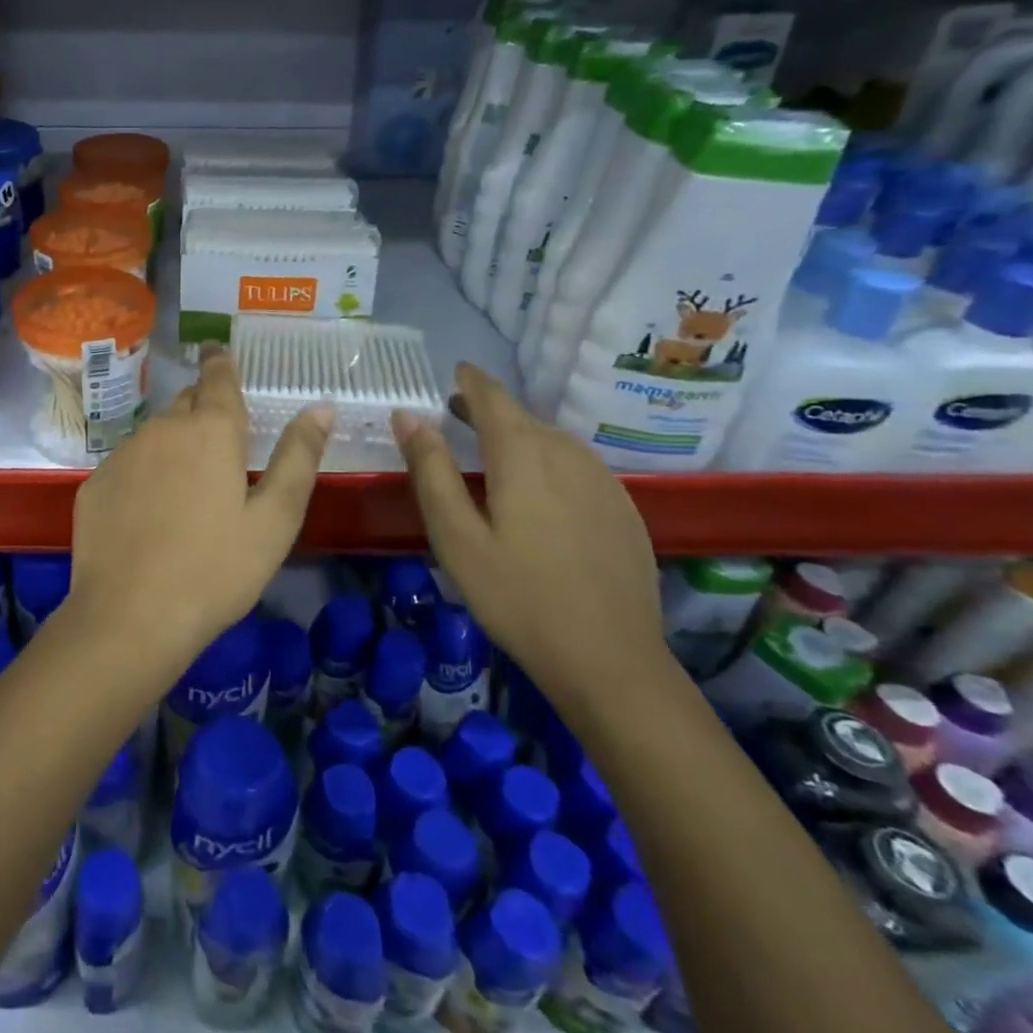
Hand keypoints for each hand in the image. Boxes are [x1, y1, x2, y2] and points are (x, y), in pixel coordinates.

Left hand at [69, 348, 332, 663]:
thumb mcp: (274, 520)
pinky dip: (144, 475)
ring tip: (187, 488)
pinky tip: (149, 515)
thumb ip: (298, 458)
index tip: (220, 351)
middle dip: (203, 409)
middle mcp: (162, 428)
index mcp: (210, 430)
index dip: (222, 362)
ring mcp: (123, 454)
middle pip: (187, 403)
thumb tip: (320, 409)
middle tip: (220, 439)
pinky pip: (128, 465)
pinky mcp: (95, 483)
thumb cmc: (215, 570)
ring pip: (156, 435)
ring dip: (174, 446)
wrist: (129, 618)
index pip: (217, 376)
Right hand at [393, 363, 667, 711]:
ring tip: (494, 452)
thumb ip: (430, 470)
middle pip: (524, 418)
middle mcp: (568, 453)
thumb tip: (407, 415)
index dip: (472, 381)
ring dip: (521, 436)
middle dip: (490, 410)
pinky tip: (541, 492)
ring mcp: (604, 480)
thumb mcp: (456, 536)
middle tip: (459, 414)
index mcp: (523, 454)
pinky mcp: (624, 508)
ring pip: (553, 441)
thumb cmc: (517, 597)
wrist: (610, 661)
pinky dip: (550, 462)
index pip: (493, 397)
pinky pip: (578, 466)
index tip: (456, 371)